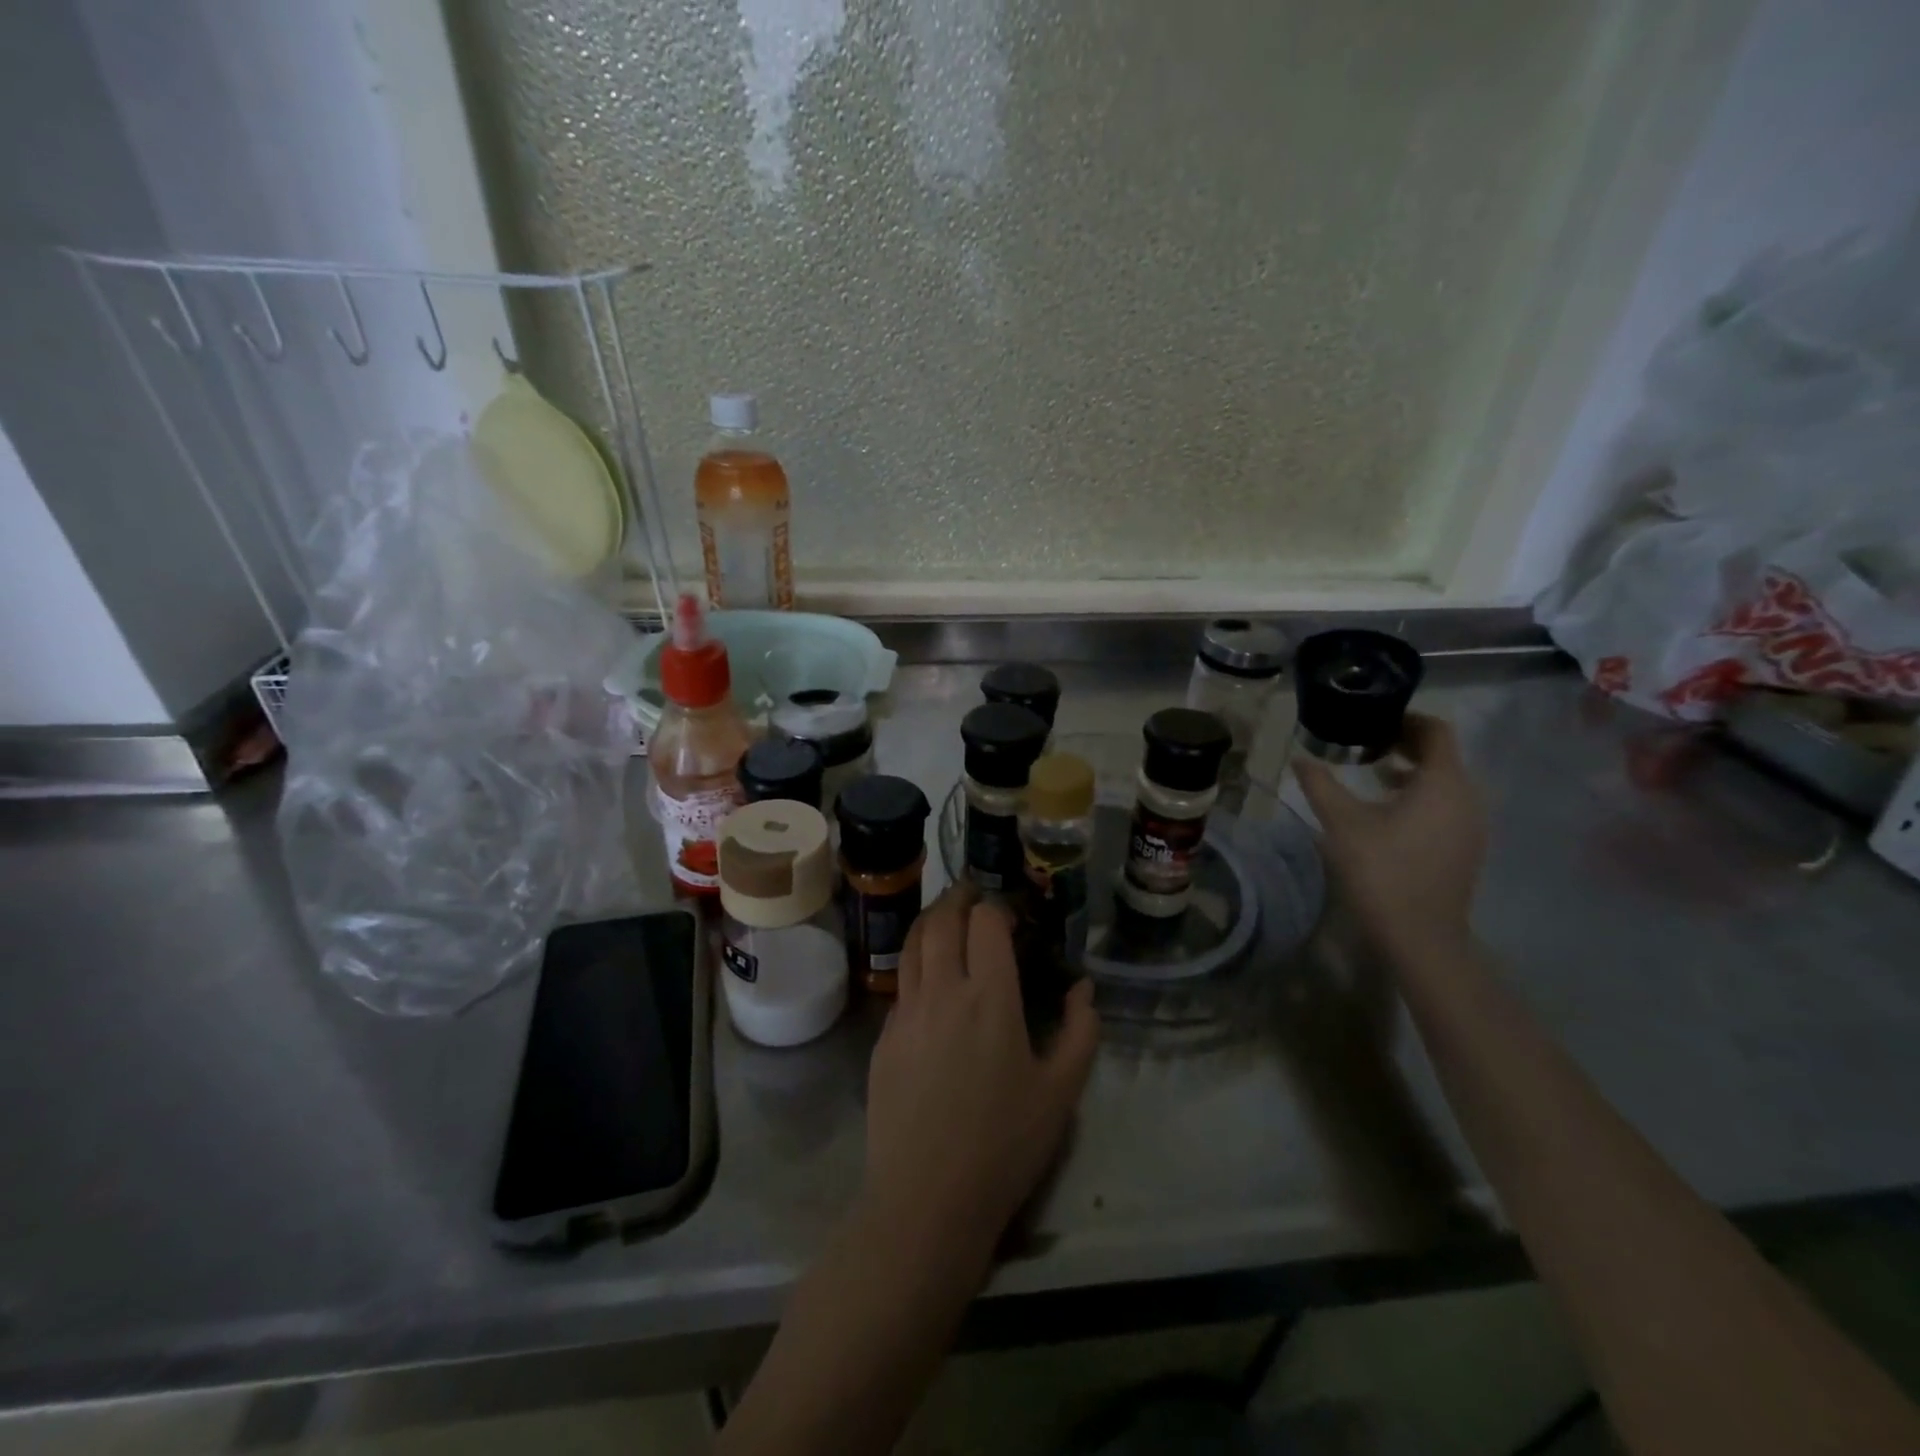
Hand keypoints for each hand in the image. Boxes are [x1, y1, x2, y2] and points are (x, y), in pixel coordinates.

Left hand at [860, 886, 1100, 1266]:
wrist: (926, 1200)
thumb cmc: (1004, 1146)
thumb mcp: (1060, 1093)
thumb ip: (1080, 1032)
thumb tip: (1082, 989)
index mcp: (989, 997)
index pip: (986, 922)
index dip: (998, 909)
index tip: (1011, 918)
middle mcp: (942, 991)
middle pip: (942, 920)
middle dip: (958, 898)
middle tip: (973, 896)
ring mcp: (905, 1012)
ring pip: (913, 944)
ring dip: (931, 922)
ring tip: (947, 920)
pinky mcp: (883, 1038)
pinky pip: (901, 984)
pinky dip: (917, 965)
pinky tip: (930, 983)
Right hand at [1296, 712, 1486, 966]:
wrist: (1419, 936)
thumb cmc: (1381, 870)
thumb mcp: (1341, 822)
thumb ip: (1321, 784)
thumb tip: (1301, 759)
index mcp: (1444, 782)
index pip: (1435, 731)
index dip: (1405, 719)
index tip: (1372, 720)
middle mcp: (1468, 797)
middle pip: (1442, 755)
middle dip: (1405, 745)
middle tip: (1365, 745)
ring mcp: (1472, 826)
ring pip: (1446, 783)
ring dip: (1412, 772)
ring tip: (1373, 777)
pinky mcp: (1467, 849)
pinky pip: (1448, 807)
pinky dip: (1422, 797)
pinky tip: (1388, 814)